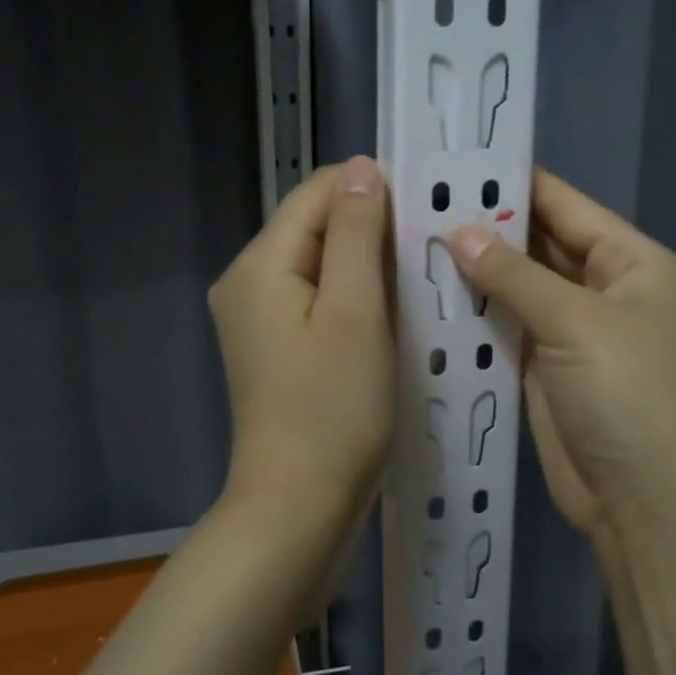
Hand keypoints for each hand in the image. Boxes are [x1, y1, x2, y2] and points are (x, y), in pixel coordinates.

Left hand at [209, 157, 395, 532]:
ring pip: (319, 263)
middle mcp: (246, 281)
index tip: (426, 210)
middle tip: (429, 248)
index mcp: (259, 264)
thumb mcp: (355, 313)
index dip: (371, 191)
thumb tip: (361, 169)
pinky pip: (315, 298)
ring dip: (365, 263)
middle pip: (314, 226)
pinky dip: (351, 295)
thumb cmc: (334, 410)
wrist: (298, 505)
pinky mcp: (272, 345)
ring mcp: (255, 316)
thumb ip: (356, 234)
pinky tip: (388, 311)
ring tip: (417, 276)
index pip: (317, 193)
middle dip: (370, 229)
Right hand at [444, 169, 675, 537]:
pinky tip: (427, 298)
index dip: (512, 184)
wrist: (651, 507)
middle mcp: (603, 292)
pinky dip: (474, 317)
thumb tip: (458, 231)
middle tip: (416, 204)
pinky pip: (505, 332)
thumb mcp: (577, 322)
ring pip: (517, 291)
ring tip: (409, 243)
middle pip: (538, 246)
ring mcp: (573, 336)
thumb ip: (514, 273)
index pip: (564, 206)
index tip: (453, 164)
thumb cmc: (631, 396)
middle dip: (486, 228)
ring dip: (474, 273)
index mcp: (631, 263)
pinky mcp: (545, 374)